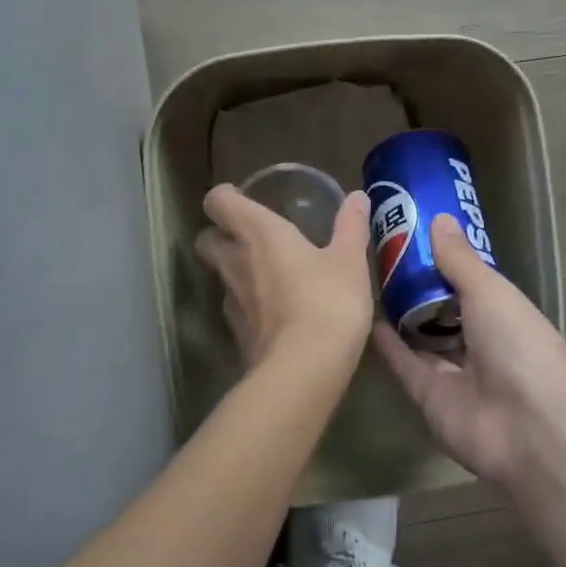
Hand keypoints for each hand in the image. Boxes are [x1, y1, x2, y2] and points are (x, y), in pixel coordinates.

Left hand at [195, 184, 374, 374]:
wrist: (303, 370)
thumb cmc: (327, 301)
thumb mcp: (349, 261)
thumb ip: (351, 226)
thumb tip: (358, 196)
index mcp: (258, 233)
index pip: (218, 202)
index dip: (225, 197)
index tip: (243, 198)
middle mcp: (235, 262)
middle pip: (207, 239)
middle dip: (221, 234)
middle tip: (252, 237)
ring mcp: (231, 301)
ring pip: (220, 275)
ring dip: (235, 270)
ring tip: (268, 275)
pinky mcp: (237, 334)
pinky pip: (235, 308)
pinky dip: (249, 304)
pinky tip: (276, 311)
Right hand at [373, 214, 565, 485]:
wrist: (528, 426)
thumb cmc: (517, 344)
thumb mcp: (489, 290)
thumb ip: (459, 259)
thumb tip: (438, 218)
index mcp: (505, 314)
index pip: (472, 283)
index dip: (446, 262)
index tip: (415, 235)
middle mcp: (482, 343)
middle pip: (445, 311)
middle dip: (419, 287)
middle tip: (384, 255)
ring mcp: (457, 374)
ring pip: (424, 339)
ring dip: (402, 315)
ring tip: (369, 280)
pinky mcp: (431, 398)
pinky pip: (406, 365)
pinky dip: (389, 345)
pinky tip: (366, 318)